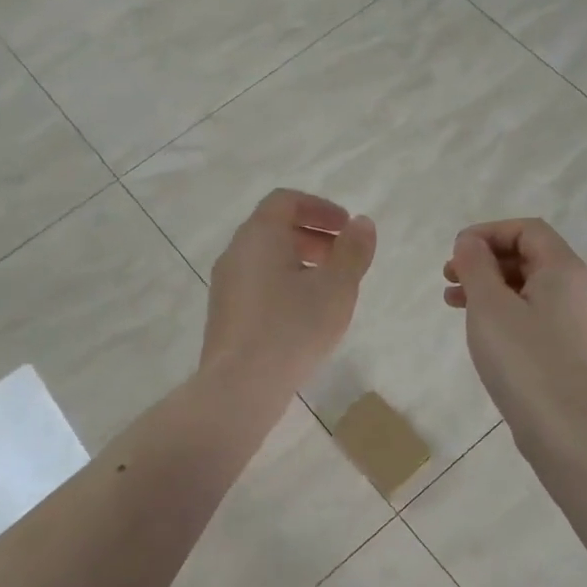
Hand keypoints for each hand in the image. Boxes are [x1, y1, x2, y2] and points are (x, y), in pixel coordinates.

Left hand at [202, 189, 376, 394]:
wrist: (240, 386)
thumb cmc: (292, 328)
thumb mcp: (336, 288)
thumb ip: (352, 252)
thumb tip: (361, 224)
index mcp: (259, 236)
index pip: (285, 201)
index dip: (319, 207)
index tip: (346, 228)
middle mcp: (236, 253)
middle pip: (273, 228)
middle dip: (312, 236)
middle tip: (342, 258)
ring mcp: (225, 285)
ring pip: (265, 259)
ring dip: (299, 262)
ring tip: (328, 290)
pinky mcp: (224, 314)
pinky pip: (256, 284)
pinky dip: (282, 284)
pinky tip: (303, 316)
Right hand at [443, 219, 586, 445]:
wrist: (562, 427)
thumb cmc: (522, 359)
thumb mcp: (489, 305)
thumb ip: (475, 265)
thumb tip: (469, 241)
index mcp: (564, 270)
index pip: (527, 229)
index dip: (488, 232)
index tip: (456, 250)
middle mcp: (577, 288)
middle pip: (528, 256)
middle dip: (485, 259)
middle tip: (449, 274)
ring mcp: (575, 320)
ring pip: (527, 286)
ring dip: (489, 285)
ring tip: (452, 299)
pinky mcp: (567, 347)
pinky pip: (532, 312)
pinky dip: (503, 309)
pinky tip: (478, 326)